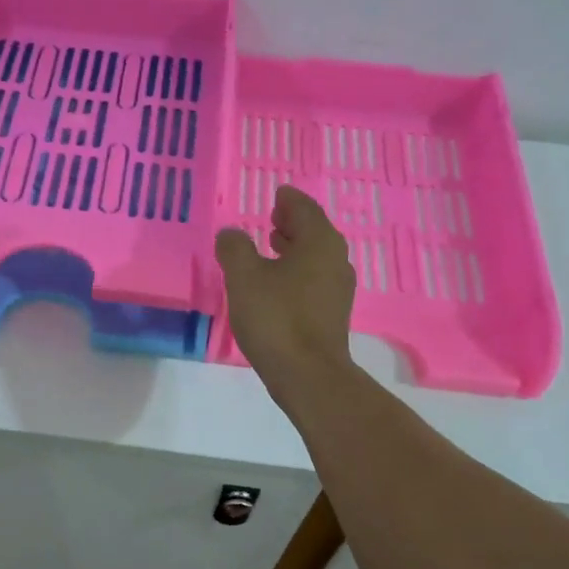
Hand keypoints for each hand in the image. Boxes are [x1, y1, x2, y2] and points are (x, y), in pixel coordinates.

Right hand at [215, 185, 354, 384]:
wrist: (307, 374)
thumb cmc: (276, 318)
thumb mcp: (243, 278)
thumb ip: (234, 248)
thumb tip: (231, 233)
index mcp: (319, 242)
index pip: (304, 208)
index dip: (288, 200)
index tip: (277, 194)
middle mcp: (335, 259)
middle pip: (314, 231)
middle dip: (292, 222)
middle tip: (272, 216)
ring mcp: (337, 289)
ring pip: (315, 257)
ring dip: (294, 248)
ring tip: (271, 246)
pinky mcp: (332, 313)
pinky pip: (314, 279)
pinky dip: (296, 271)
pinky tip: (277, 283)